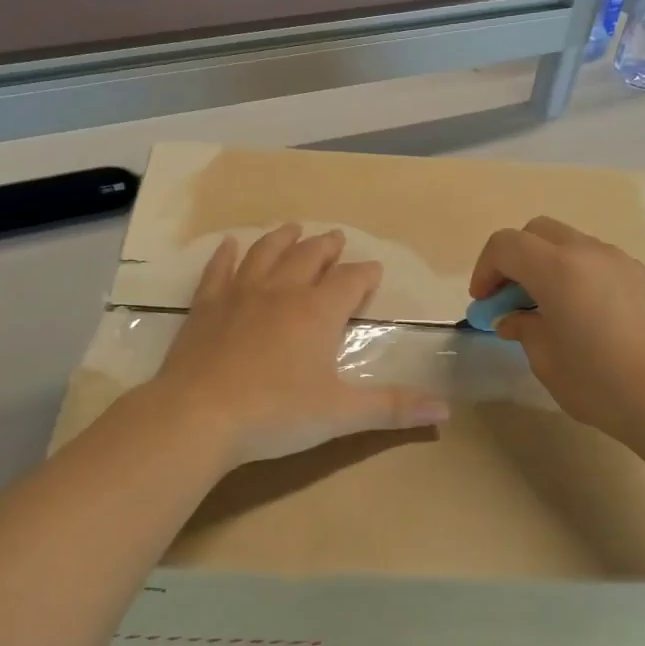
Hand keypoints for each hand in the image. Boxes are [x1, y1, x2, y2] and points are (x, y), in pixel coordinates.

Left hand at [149, 224, 449, 468]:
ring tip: (294, 229)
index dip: (365, 274)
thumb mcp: (341, 414)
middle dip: (327, 247)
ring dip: (283, 239)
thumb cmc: (277, 414)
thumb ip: (393, 408)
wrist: (199, 416)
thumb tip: (445, 411)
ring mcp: (240, 294)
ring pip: (266, 253)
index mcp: (318, 312)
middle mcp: (282, 291)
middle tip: (336, 238)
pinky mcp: (206, 306)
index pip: (351, 281)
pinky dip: (226, 254)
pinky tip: (230, 244)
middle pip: (309, 256)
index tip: (373, 270)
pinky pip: (219, 270)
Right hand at [468, 217, 644, 448]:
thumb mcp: (547, 361)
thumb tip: (514, 318)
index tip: (483, 303)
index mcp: (558, 268)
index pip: (506, 245)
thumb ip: (524, 329)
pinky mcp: (643, 280)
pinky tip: (580, 316)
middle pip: (537, 232)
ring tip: (544, 310)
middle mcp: (590, 253)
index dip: (485, 269)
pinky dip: (575, 275)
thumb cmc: (602, 383)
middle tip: (508, 299)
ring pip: (570, 244)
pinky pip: (597, 262)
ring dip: (546, 266)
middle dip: (514, 259)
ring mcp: (622, 263)